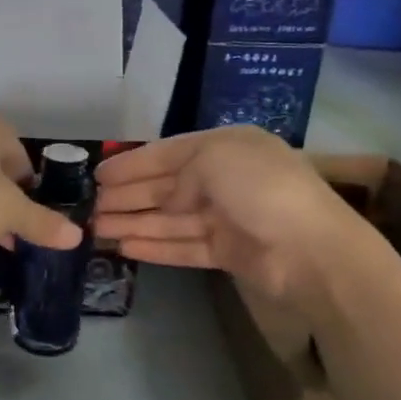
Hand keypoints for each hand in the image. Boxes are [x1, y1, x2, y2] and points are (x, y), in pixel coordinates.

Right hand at [95, 127, 385, 308]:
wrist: (311, 250)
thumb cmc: (261, 189)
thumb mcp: (215, 157)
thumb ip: (178, 170)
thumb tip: (162, 194)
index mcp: (225, 147)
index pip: (168, 153)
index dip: (132, 163)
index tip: (98, 174)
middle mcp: (224, 179)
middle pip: (166, 187)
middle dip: (127, 196)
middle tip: (89, 206)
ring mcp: (227, 218)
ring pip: (170, 219)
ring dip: (134, 222)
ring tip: (96, 229)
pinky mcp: (228, 252)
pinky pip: (183, 246)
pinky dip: (155, 246)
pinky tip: (125, 247)